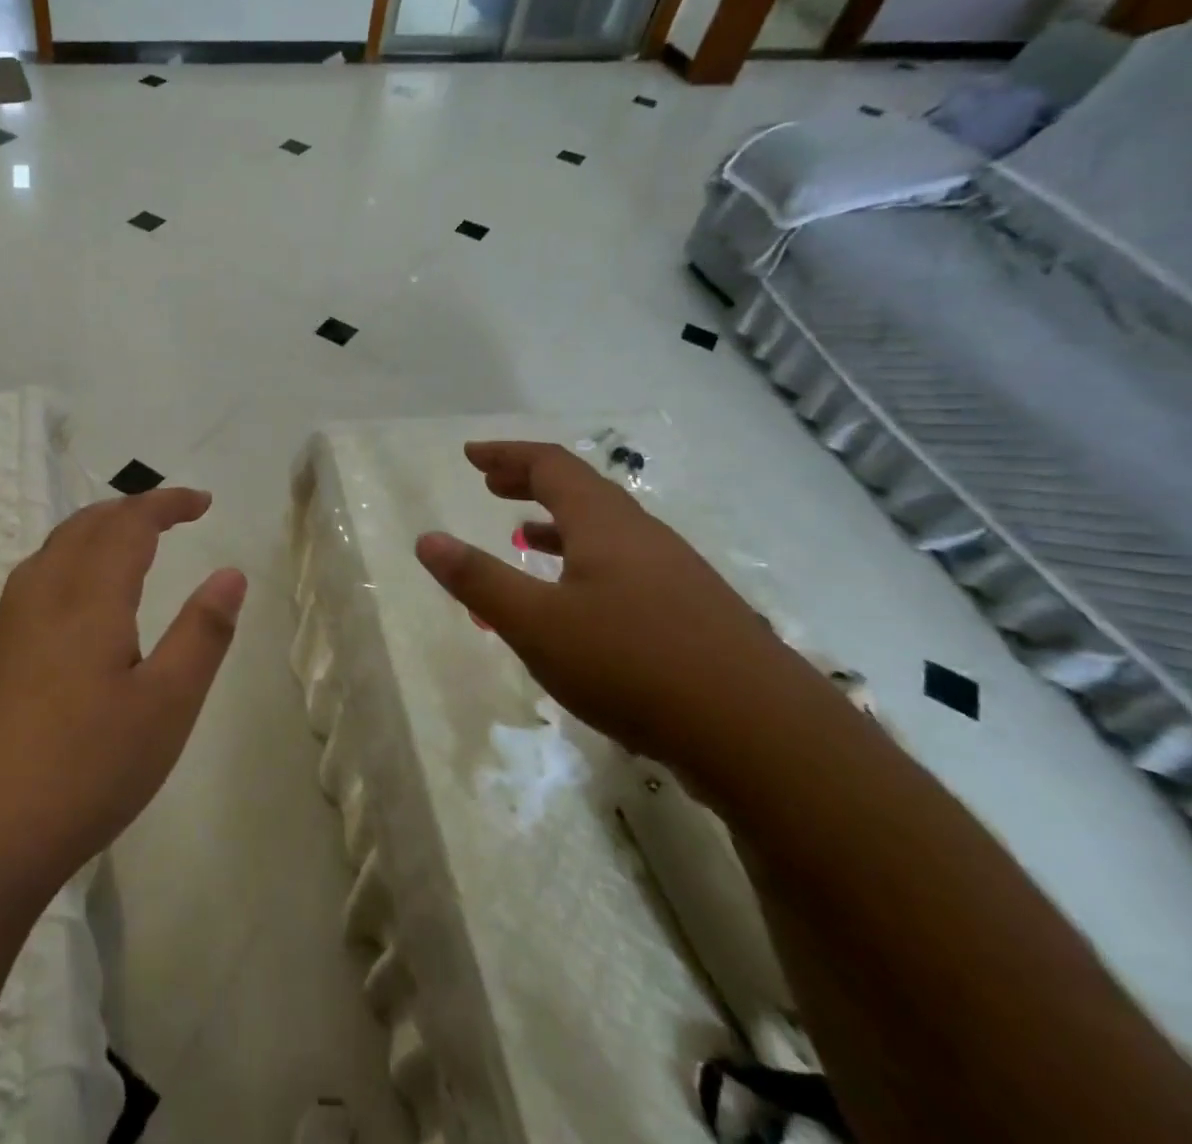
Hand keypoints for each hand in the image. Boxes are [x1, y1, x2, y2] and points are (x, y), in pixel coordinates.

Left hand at [0, 488, 246, 913]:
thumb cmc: (79, 773)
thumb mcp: (164, 709)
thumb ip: (201, 635)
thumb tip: (230, 574)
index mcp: (85, 597)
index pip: (129, 523)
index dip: (167, 503)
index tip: (202, 502)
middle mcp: (35, 598)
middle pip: (81, 527)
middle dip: (127, 511)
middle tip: (166, 517)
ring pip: (47, 557)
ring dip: (90, 538)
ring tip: (121, 553)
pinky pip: (25, 594)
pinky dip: (62, 575)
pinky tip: (66, 620)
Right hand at [415, 441, 837, 787]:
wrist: (763, 737)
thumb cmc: (634, 665)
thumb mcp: (538, 625)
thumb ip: (479, 580)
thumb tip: (427, 539)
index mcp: (605, 524)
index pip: (551, 465)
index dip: (508, 455)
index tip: (471, 456)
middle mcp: (643, 537)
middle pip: (581, 491)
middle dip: (531, 482)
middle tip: (492, 485)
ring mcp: (675, 575)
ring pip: (607, 532)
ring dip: (559, 524)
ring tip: (524, 536)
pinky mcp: (693, 615)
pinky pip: (625, 567)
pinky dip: (586, 563)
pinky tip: (579, 602)